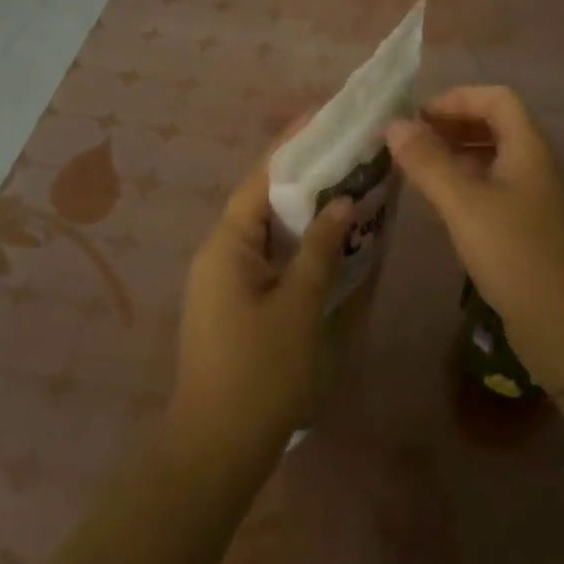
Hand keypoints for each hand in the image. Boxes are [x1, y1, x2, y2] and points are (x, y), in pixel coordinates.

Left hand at [168, 160, 352, 464]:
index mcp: (227, 244)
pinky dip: (296, 238)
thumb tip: (341, 202)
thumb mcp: (298, 307)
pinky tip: (328, 236)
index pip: (262, 177)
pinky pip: (267, 253)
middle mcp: (219, 250)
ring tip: (345, 181)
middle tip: (347, 147)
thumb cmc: (259, 373)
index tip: (326, 115)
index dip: (294, 143)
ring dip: (302, 206)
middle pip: (263, 196)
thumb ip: (320, 249)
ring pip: (267, 226)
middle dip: (304, 171)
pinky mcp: (234, 300)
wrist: (215, 449)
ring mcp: (223, 277)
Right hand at [387, 86, 563, 392]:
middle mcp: (533, 163)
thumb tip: (393, 124)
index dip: (457, 98)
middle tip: (410, 140)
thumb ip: (428, 162)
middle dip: (451, 124)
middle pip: (493, 124)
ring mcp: (531, 196)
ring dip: (454, 153)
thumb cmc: (514, 253)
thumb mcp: (464, 203)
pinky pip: (490, 186)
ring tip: (416, 167)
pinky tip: (439, 200)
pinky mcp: (524, 225)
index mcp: (527, 147)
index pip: (496, 98)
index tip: (418, 116)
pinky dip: (463, 182)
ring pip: (490, 157)